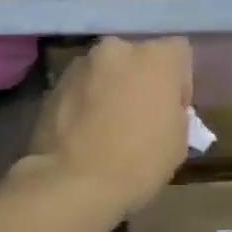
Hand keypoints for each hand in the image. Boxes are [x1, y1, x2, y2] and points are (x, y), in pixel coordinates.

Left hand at [23, 37, 192, 217]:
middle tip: (139, 118)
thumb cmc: (138, 163)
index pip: (178, 53)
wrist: (73, 183)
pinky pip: (80, 89)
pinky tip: (85, 134)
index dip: (179, 83)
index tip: (171, 112)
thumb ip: (175, 113)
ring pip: (105, 72)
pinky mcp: (53, 85)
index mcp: (156, 57)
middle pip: (137, 59)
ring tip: (107, 129)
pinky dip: (85, 103)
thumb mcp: (179, 143)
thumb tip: (162, 110)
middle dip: (140, 82)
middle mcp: (116, 48)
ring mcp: (80, 65)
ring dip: (110, 91)